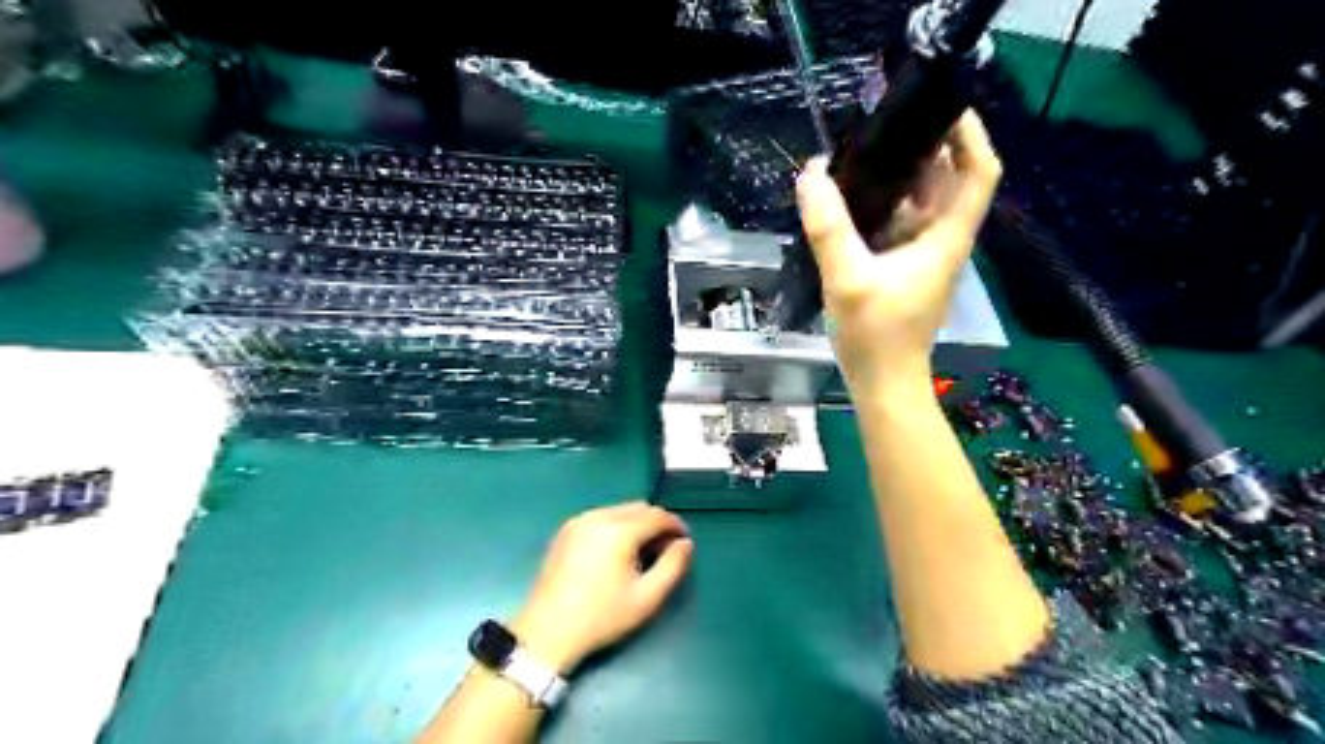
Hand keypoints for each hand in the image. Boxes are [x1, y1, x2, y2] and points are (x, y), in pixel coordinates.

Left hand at [512, 503, 695, 675]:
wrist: (546, 632)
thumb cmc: (601, 617)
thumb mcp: (646, 598)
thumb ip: (673, 566)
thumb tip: (685, 544)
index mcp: (618, 530)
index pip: (657, 515)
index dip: (676, 526)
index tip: (684, 543)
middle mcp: (598, 516)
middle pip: (638, 508)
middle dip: (656, 523)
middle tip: (665, 550)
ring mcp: (579, 521)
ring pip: (619, 511)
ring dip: (637, 524)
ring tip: (642, 553)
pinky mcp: (566, 531)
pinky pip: (601, 518)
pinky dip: (616, 527)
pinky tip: (617, 553)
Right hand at [790, 111, 998, 394]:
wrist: (883, 382)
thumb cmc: (876, 335)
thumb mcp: (848, 278)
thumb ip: (829, 227)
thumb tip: (811, 173)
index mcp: (946, 237)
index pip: (980, 171)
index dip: (970, 134)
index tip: (940, 105)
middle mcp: (943, 240)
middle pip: (949, 181)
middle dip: (925, 147)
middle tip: (885, 125)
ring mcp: (924, 256)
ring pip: (923, 202)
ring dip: (901, 176)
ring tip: (864, 154)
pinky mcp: (905, 269)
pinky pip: (902, 224)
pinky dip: (885, 205)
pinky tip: (853, 200)